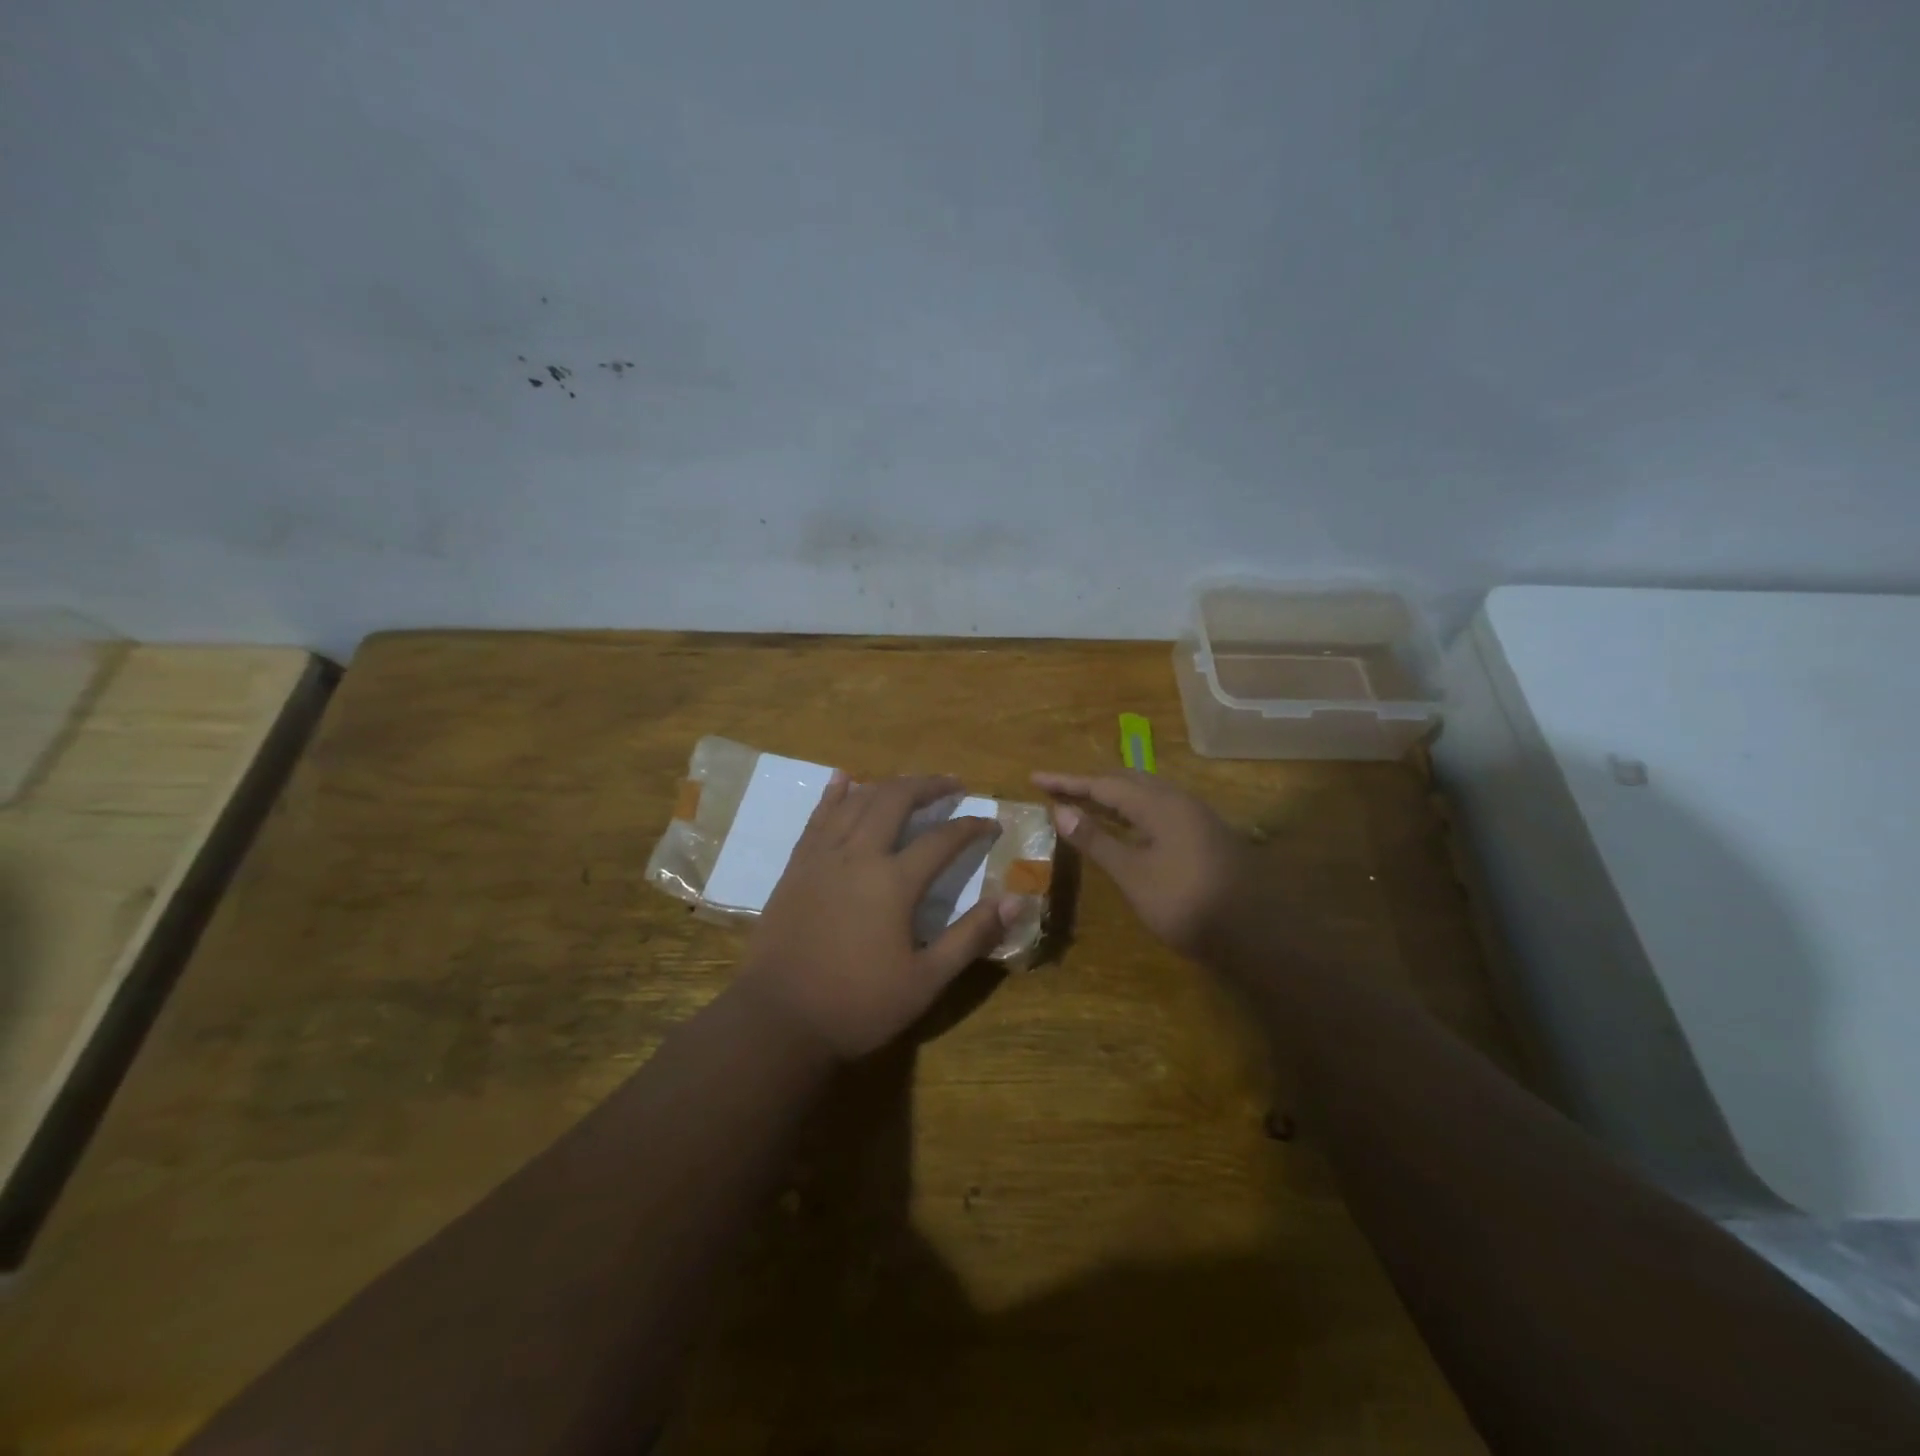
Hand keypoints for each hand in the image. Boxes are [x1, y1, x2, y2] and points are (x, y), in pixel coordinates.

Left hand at [741, 772, 1018, 1060]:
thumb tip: (1016, 901)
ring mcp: (822, 857)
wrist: (778, 1020)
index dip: (971, 826)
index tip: (991, 823)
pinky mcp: (796, 866)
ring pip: (857, 801)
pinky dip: (835, 793)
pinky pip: (818, 817)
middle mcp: (858, 855)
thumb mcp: (926, 981)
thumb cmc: (858, 1005)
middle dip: (928, 785)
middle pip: (895, 799)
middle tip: (953, 785)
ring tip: (910, 784)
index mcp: (893, 882)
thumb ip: (971, 936)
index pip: (942, 839)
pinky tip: (844, 779)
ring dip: (888, 785)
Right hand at [1032, 770, 1253, 960]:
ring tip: (1084, 802)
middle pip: (1126, 781)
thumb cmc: (1186, 902)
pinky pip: (1158, 809)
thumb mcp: (1133, 874)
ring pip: (1145, 794)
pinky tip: (1125, 826)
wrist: (1255, 934)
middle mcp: (1178, 801)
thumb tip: (1061, 810)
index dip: (1067, 782)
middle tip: (1058, 790)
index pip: (1103, 783)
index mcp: (1159, 804)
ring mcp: (1196, 818)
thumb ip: (1096, 840)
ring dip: (1112, 795)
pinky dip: (1131, 811)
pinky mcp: (1204, 836)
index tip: (1035, 778)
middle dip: (1090, 784)